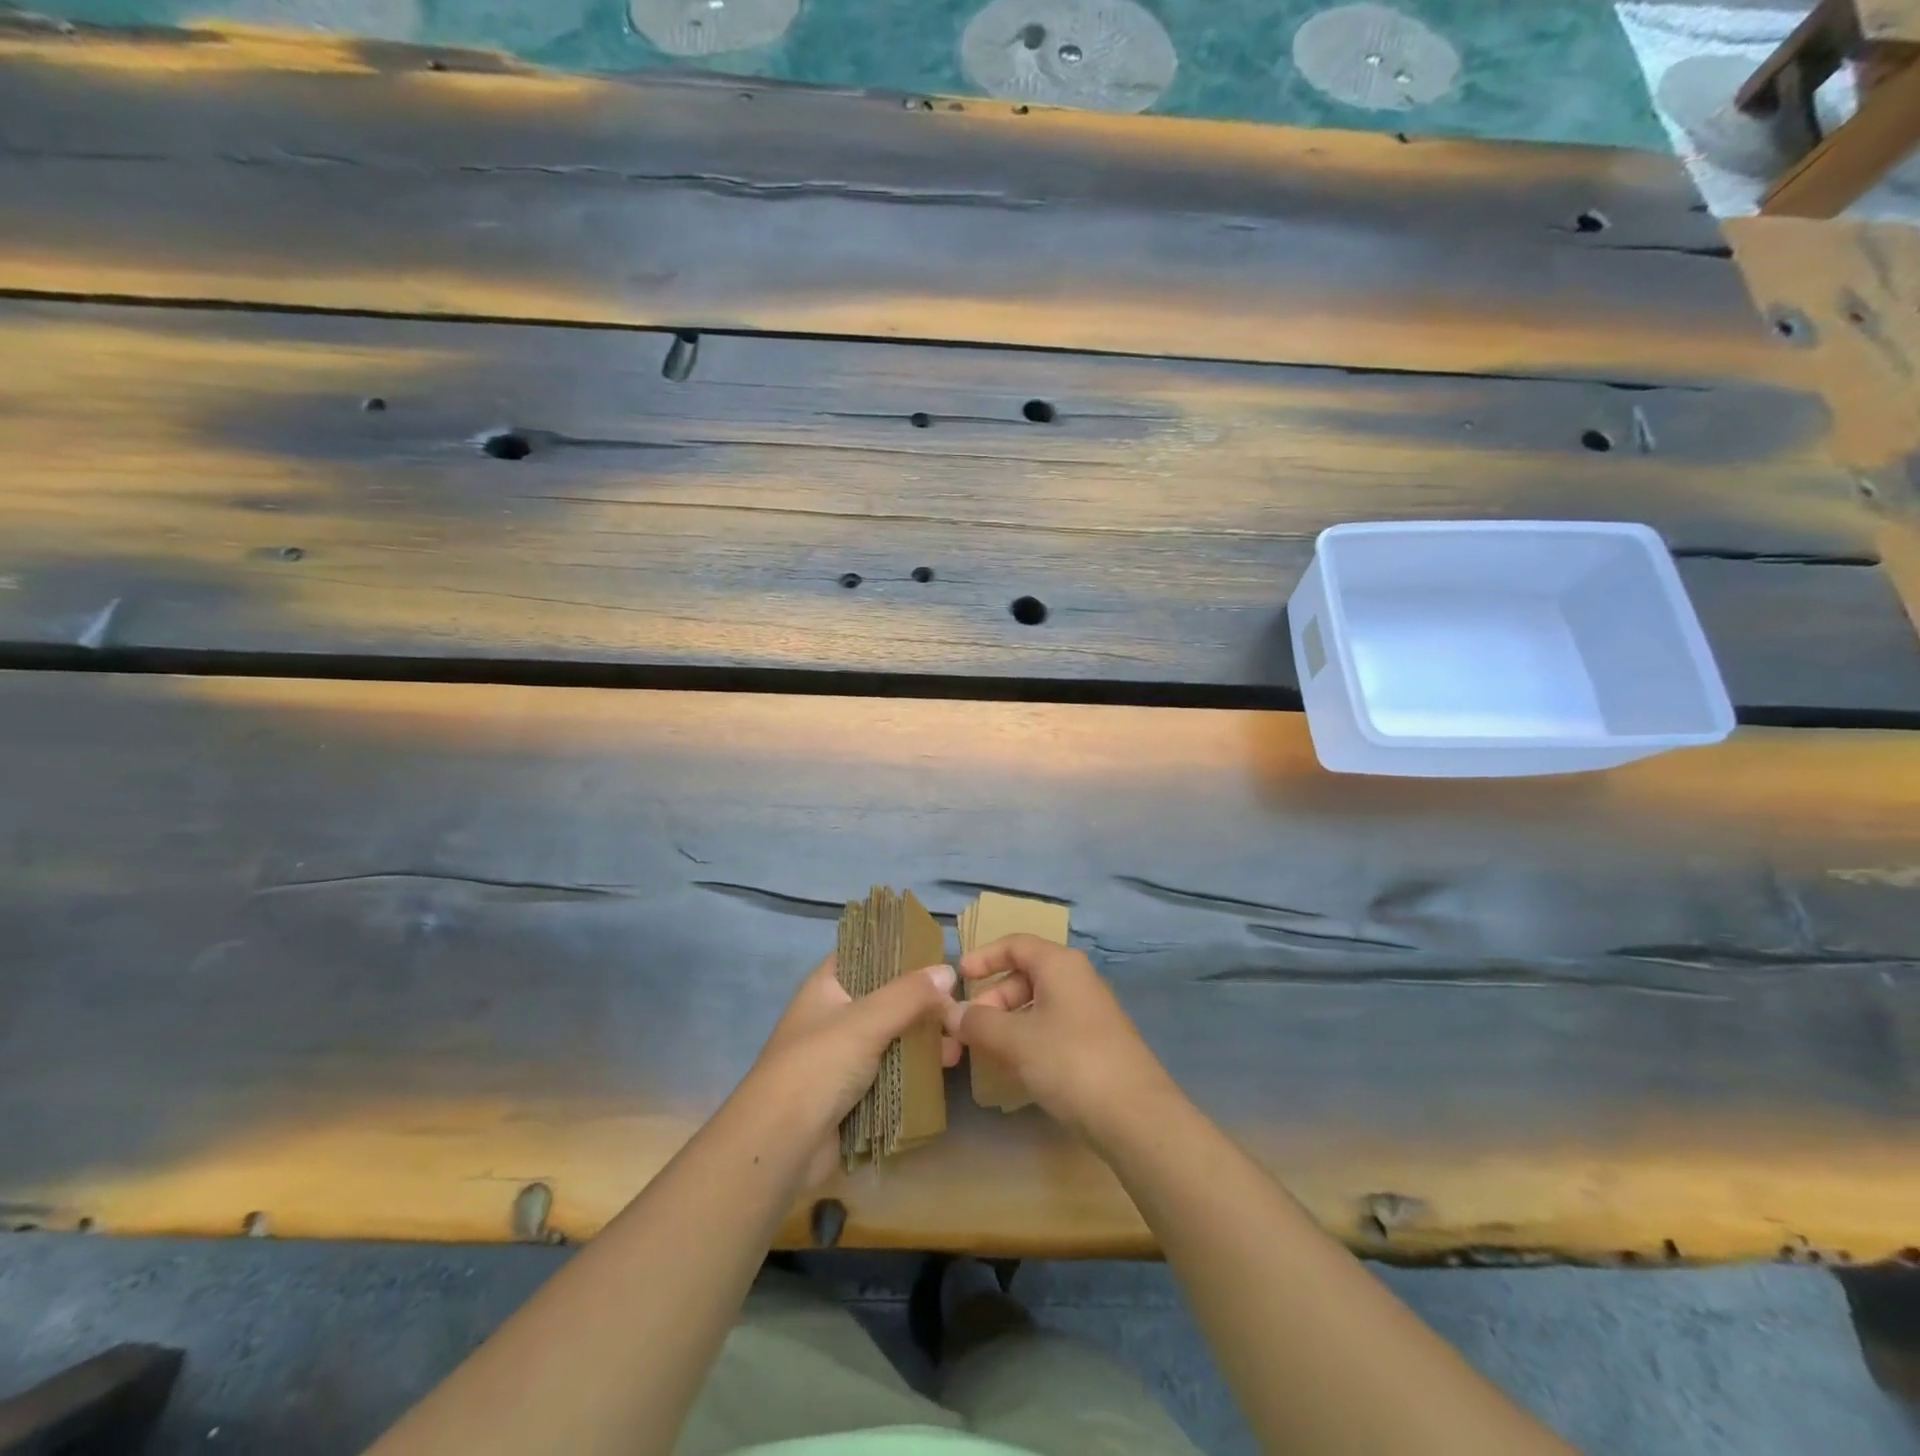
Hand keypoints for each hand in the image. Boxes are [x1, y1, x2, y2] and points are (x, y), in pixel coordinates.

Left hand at [743, 954, 956, 1184]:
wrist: (779, 1146)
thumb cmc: (817, 1067)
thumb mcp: (865, 1021)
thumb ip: (909, 995)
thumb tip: (949, 972)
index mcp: (827, 986)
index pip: (865, 953)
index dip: (898, 949)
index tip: (938, 951)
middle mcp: (835, 1015)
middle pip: (886, 997)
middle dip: (922, 1001)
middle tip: (960, 1003)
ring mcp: (844, 1056)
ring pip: (893, 1036)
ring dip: (924, 1037)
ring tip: (960, 1040)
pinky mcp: (854, 1092)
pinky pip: (892, 1070)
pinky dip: (917, 1068)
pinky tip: (947, 1066)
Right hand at [944, 934, 1179, 1144]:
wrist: (1135, 1116)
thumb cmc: (1069, 1061)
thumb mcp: (1015, 1041)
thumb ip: (978, 1023)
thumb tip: (949, 1012)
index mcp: (1059, 964)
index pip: (1015, 945)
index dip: (983, 957)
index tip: (958, 977)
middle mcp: (1077, 979)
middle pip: (1025, 976)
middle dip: (992, 999)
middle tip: (968, 1028)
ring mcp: (1090, 1012)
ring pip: (1037, 1005)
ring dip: (1007, 1023)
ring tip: (986, 1052)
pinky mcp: (1096, 1043)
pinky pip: (1052, 1028)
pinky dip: (1028, 1039)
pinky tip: (1015, 1069)